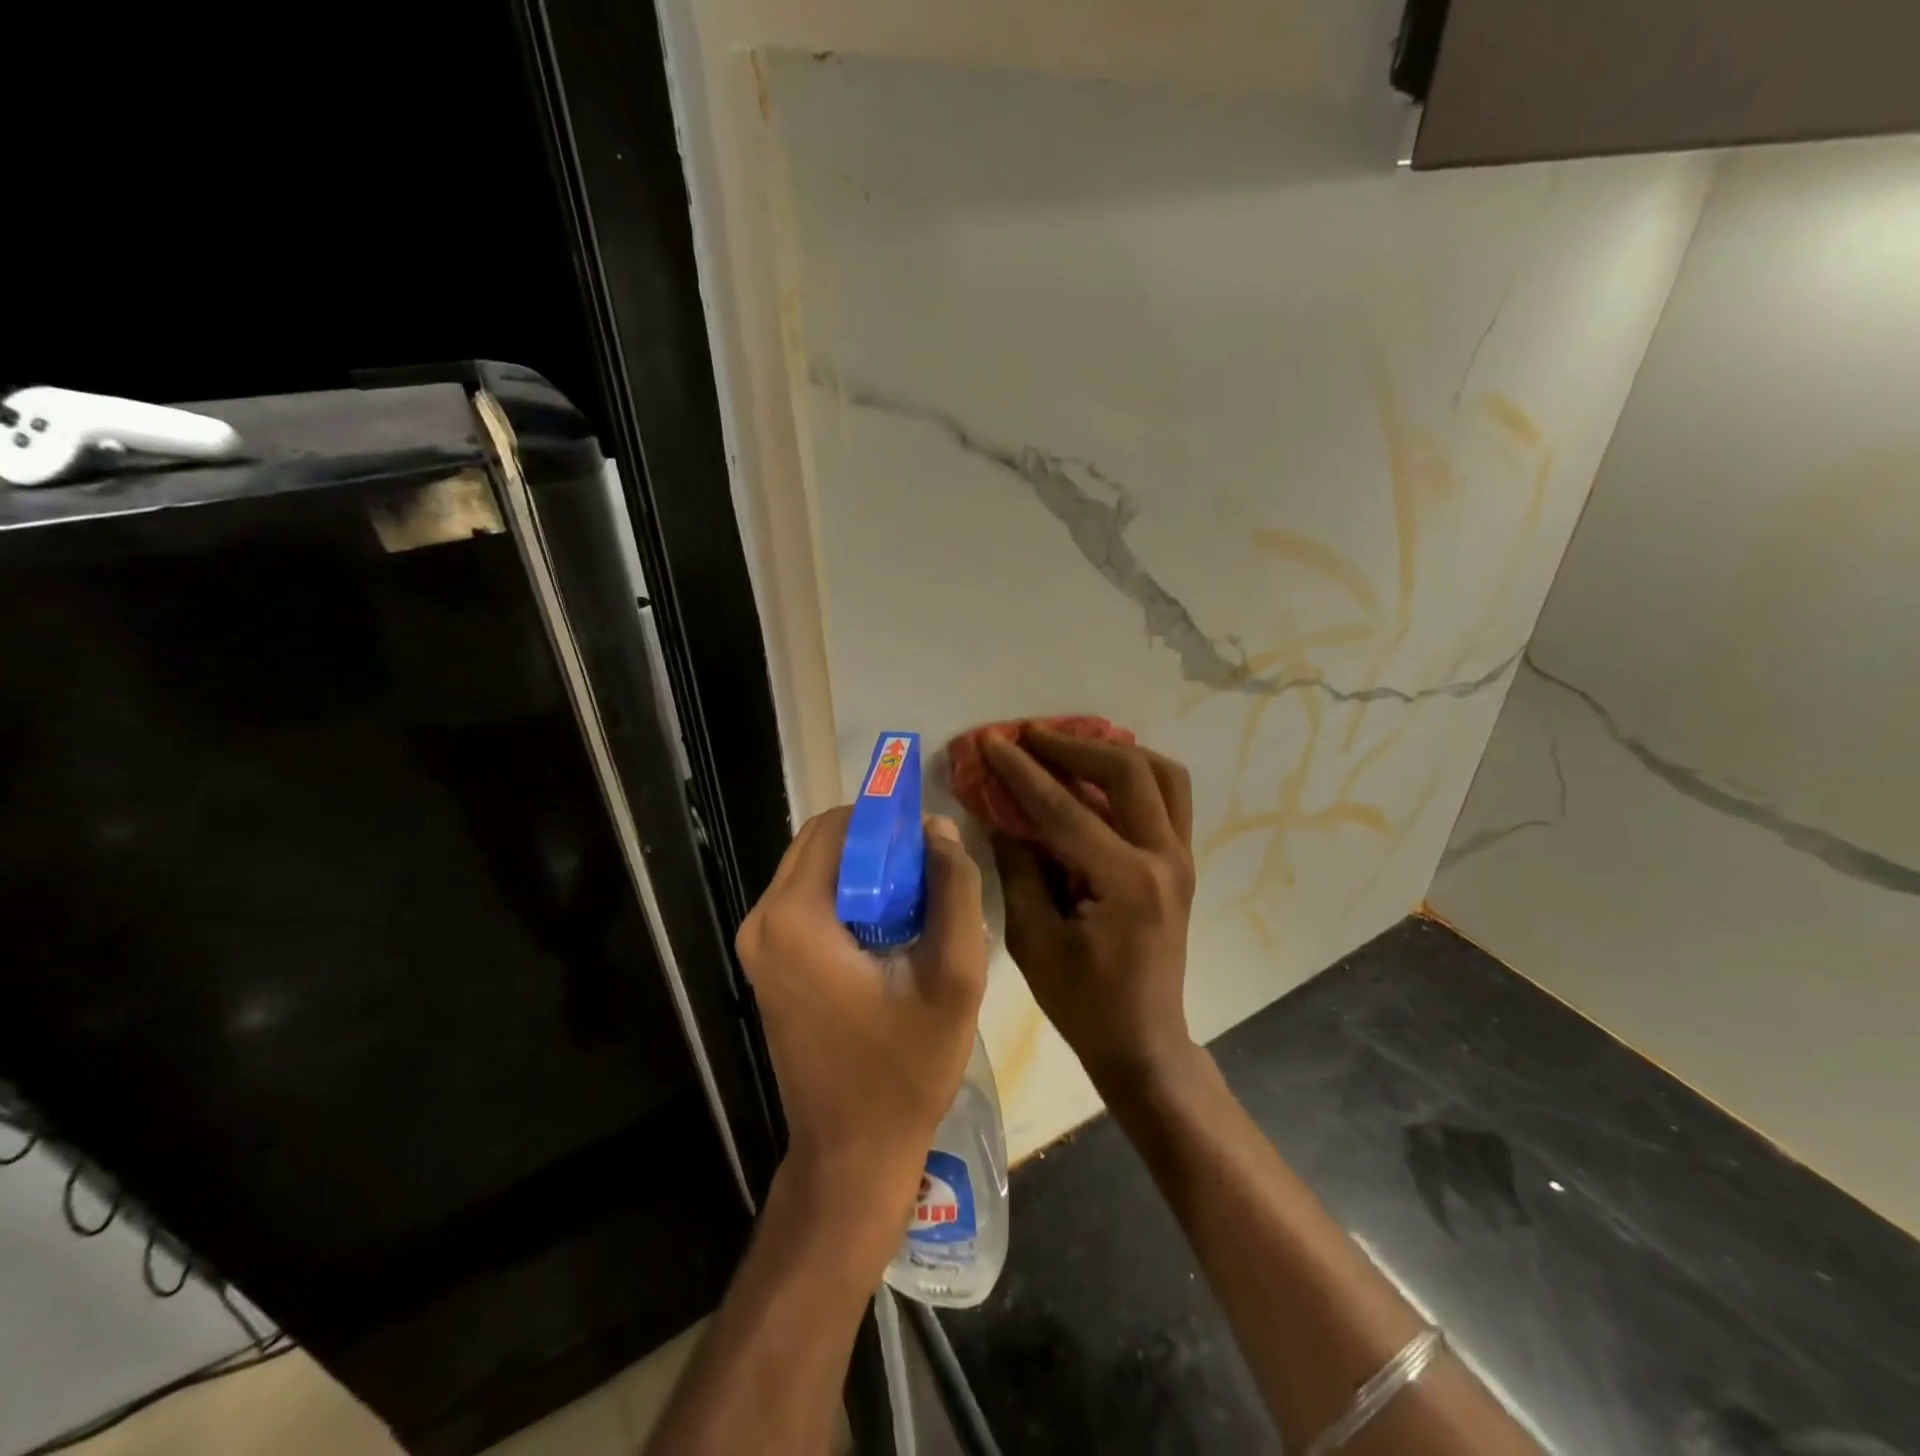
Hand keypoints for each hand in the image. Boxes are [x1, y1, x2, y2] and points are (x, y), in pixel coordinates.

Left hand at [736, 808, 987, 1212]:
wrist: (852, 1153)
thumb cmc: (905, 1069)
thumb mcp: (955, 975)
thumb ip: (954, 889)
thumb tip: (937, 828)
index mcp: (795, 917)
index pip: (839, 825)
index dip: (888, 820)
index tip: (932, 841)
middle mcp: (762, 921)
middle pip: (822, 843)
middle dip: (878, 844)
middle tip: (929, 873)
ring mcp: (758, 944)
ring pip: (815, 869)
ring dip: (865, 870)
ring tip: (917, 903)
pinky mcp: (768, 963)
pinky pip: (808, 900)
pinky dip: (849, 896)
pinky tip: (889, 929)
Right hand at [982, 727, 1197, 1091]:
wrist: (1144, 1041)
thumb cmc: (1083, 1003)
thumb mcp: (1034, 940)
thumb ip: (1019, 870)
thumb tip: (1003, 819)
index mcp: (1126, 882)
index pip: (1066, 809)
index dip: (1023, 773)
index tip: (993, 742)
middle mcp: (1164, 858)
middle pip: (1127, 771)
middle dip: (1073, 746)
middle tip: (1031, 736)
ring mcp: (1182, 857)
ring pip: (1161, 774)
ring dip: (1114, 751)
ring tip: (1070, 748)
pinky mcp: (1182, 862)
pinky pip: (1169, 796)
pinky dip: (1135, 774)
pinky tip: (1099, 776)